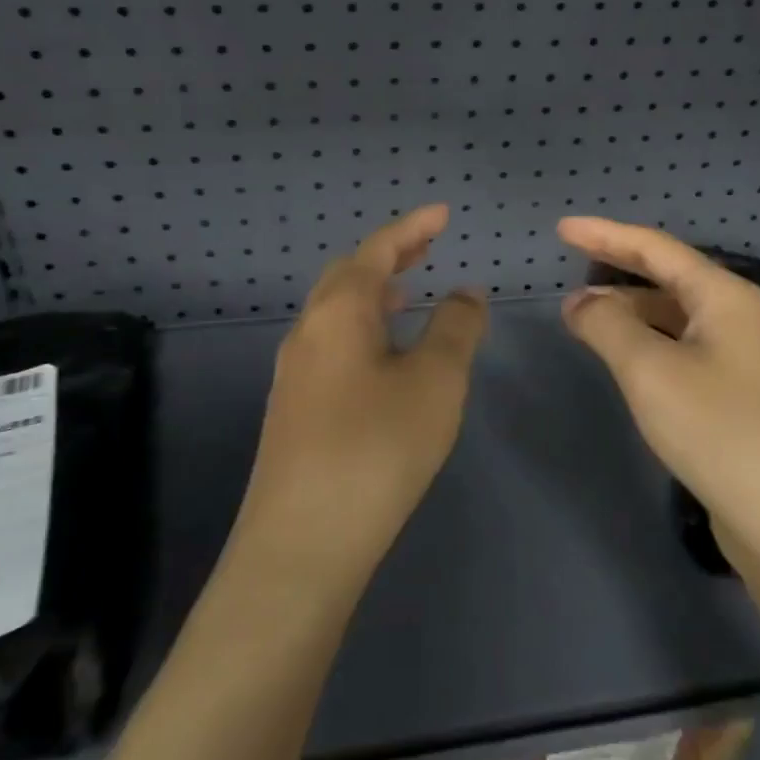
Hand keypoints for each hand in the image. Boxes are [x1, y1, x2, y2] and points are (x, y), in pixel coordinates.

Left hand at [235, 204, 487, 582]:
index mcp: (339, 312)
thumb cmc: (376, 449)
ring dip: (374, 293)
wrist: (301, 545)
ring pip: (336, 313)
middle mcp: (308, 332)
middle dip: (390, 255)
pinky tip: (383, 357)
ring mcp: (295, 373)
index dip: (412, 227)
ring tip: (408, 293)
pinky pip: (332, 345)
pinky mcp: (294, 410)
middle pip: (349, 275)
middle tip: (427, 246)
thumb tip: (465, 292)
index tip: (443, 213)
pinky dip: (363, 329)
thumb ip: (455, 328)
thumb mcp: (434, 382)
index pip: (378, 251)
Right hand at [556, 216, 759, 558]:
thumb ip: (607, 325)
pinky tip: (624, 355)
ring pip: (675, 314)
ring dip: (630, 308)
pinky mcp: (737, 392)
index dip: (605, 234)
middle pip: (668, 275)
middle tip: (572, 264)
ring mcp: (741, 356)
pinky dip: (647, 339)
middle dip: (618, 267)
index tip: (562, 228)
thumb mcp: (649, 369)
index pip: (654, 247)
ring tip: (586, 314)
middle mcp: (736, 315)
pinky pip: (682, 346)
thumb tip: (580, 302)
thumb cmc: (717, 429)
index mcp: (722, 296)